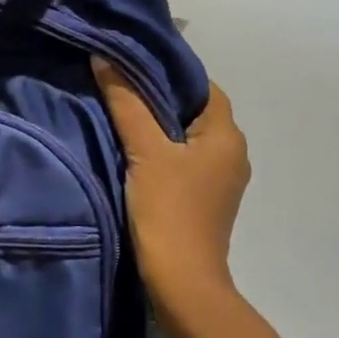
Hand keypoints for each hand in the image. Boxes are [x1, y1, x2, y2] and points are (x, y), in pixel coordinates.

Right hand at [92, 61, 249, 313]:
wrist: (181, 279)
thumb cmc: (168, 209)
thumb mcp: (144, 151)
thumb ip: (126, 104)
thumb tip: (107, 59)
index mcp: (227, 136)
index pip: (204, 87)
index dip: (171, 71)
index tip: (133, 63)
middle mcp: (232, 154)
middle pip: (195, 111)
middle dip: (160, 96)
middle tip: (119, 83)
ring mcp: (219, 180)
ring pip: (188, 137)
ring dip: (158, 124)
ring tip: (120, 112)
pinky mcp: (203, 199)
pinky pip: (183, 159)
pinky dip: (161, 148)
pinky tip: (132, 150)